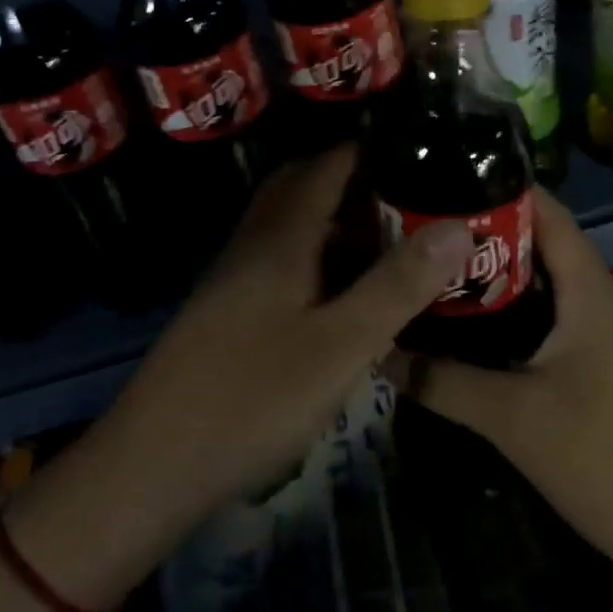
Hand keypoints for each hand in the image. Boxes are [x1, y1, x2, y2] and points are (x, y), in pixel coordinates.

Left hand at [10, 145, 472, 610]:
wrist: (155, 463)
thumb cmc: (254, 397)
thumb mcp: (342, 345)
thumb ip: (398, 285)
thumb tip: (457, 226)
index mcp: (281, 236)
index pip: (328, 165)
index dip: (371, 148)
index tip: (420, 148)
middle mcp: (253, 243)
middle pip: (302, 187)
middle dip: (353, 180)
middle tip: (408, 195)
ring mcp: (235, 277)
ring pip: (290, 225)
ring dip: (334, 220)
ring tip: (389, 237)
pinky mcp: (228, 311)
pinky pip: (281, 260)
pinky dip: (317, 257)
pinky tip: (342, 291)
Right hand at [414, 188, 612, 576]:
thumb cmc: (599, 455)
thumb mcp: (509, 416)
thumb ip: (441, 380)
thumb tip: (379, 351)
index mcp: (588, 289)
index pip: (546, 213)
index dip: (500, 188)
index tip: (444, 179)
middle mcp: (598, 298)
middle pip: (539, 243)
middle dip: (485, 231)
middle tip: (424, 226)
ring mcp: (601, 333)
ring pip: (543, 283)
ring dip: (496, 273)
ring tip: (436, 266)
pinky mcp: (597, 363)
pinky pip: (549, 316)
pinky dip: (511, 309)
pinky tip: (471, 324)